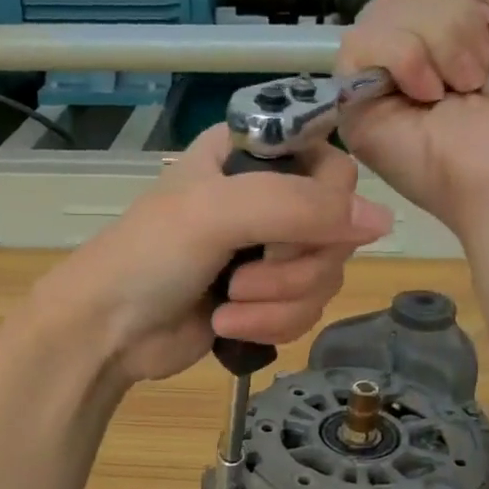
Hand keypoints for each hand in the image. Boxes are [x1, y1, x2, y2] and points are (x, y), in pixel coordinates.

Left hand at [27, 124, 392, 384]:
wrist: (107, 331)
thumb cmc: (148, 256)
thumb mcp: (217, 213)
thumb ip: (299, 206)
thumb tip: (382, 221)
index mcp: (251, 156)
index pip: (332, 164)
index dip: (326, 203)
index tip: (295, 229)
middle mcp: (268, 198)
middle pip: (337, 228)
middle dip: (293, 268)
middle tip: (242, 277)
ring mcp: (268, 252)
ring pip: (325, 277)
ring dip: (278, 302)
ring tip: (227, 307)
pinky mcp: (266, 299)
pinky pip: (308, 310)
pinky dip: (271, 324)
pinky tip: (228, 328)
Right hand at [338, 0, 488, 231]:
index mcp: (442, 39)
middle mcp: (405, 62)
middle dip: (452, 20)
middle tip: (478, 74)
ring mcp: (377, 86)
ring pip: (380, 13)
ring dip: (436, 40)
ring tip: (456, 90)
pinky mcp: (353, 110)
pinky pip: (359, 46)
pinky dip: (403, 57)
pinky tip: (426, 95)